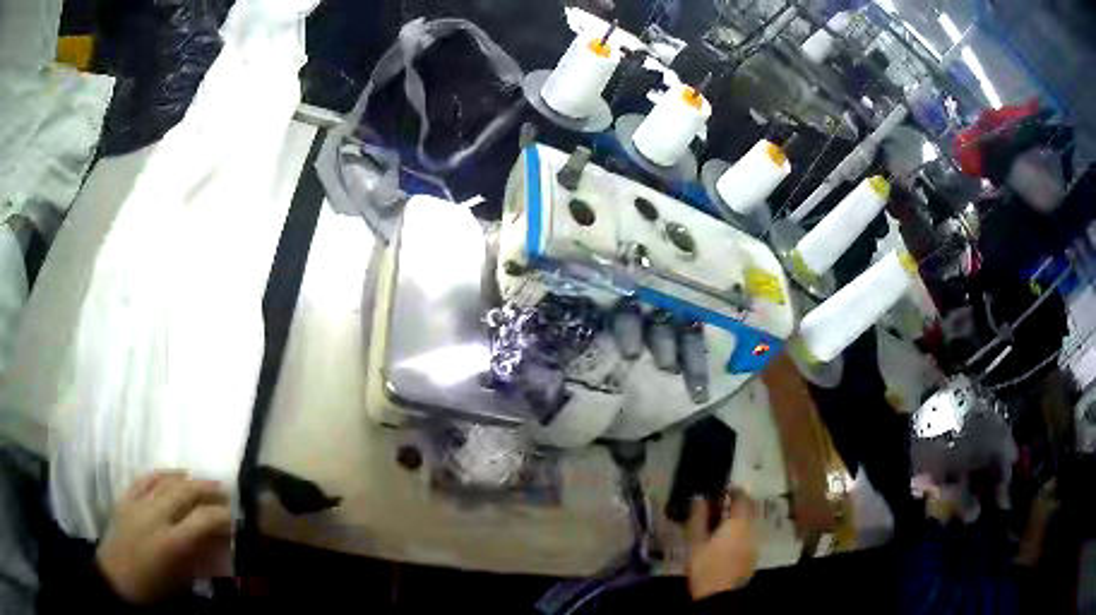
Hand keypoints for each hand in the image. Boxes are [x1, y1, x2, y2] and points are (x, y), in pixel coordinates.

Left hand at [96, 471, 232, 603]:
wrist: (117, 580)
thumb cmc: (154, 590)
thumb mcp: (182, 582)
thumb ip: (200, 560)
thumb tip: (219, 545)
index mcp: (171, 542)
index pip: (203, 519)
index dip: (223, 515)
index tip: (237, 517)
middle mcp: (154, 516)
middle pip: (185, 492)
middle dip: (208, 489)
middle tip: (225, 491)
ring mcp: (137, 503)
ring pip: (166, 481)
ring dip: (188, 479)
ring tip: (203, 480)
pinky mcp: (125, 498)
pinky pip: (145, 478)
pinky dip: (162, 473)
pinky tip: (173, 474)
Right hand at [684, 490, 757, 600]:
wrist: (720, 597)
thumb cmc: (705, 567)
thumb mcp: (695, 542)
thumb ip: (697, 518)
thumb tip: (699, 498)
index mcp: (738, 521)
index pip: (740, 496)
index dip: (730, 491)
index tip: (717, 491)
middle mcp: (752, 527)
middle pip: (748, 507)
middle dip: (736, 503)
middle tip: (718, 505)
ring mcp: (755, 542)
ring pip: (750, 521)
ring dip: (738, 517)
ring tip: (719, 522)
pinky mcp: (752, 554)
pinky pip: (749, 533)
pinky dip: (740, 530)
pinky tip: (725, 538)